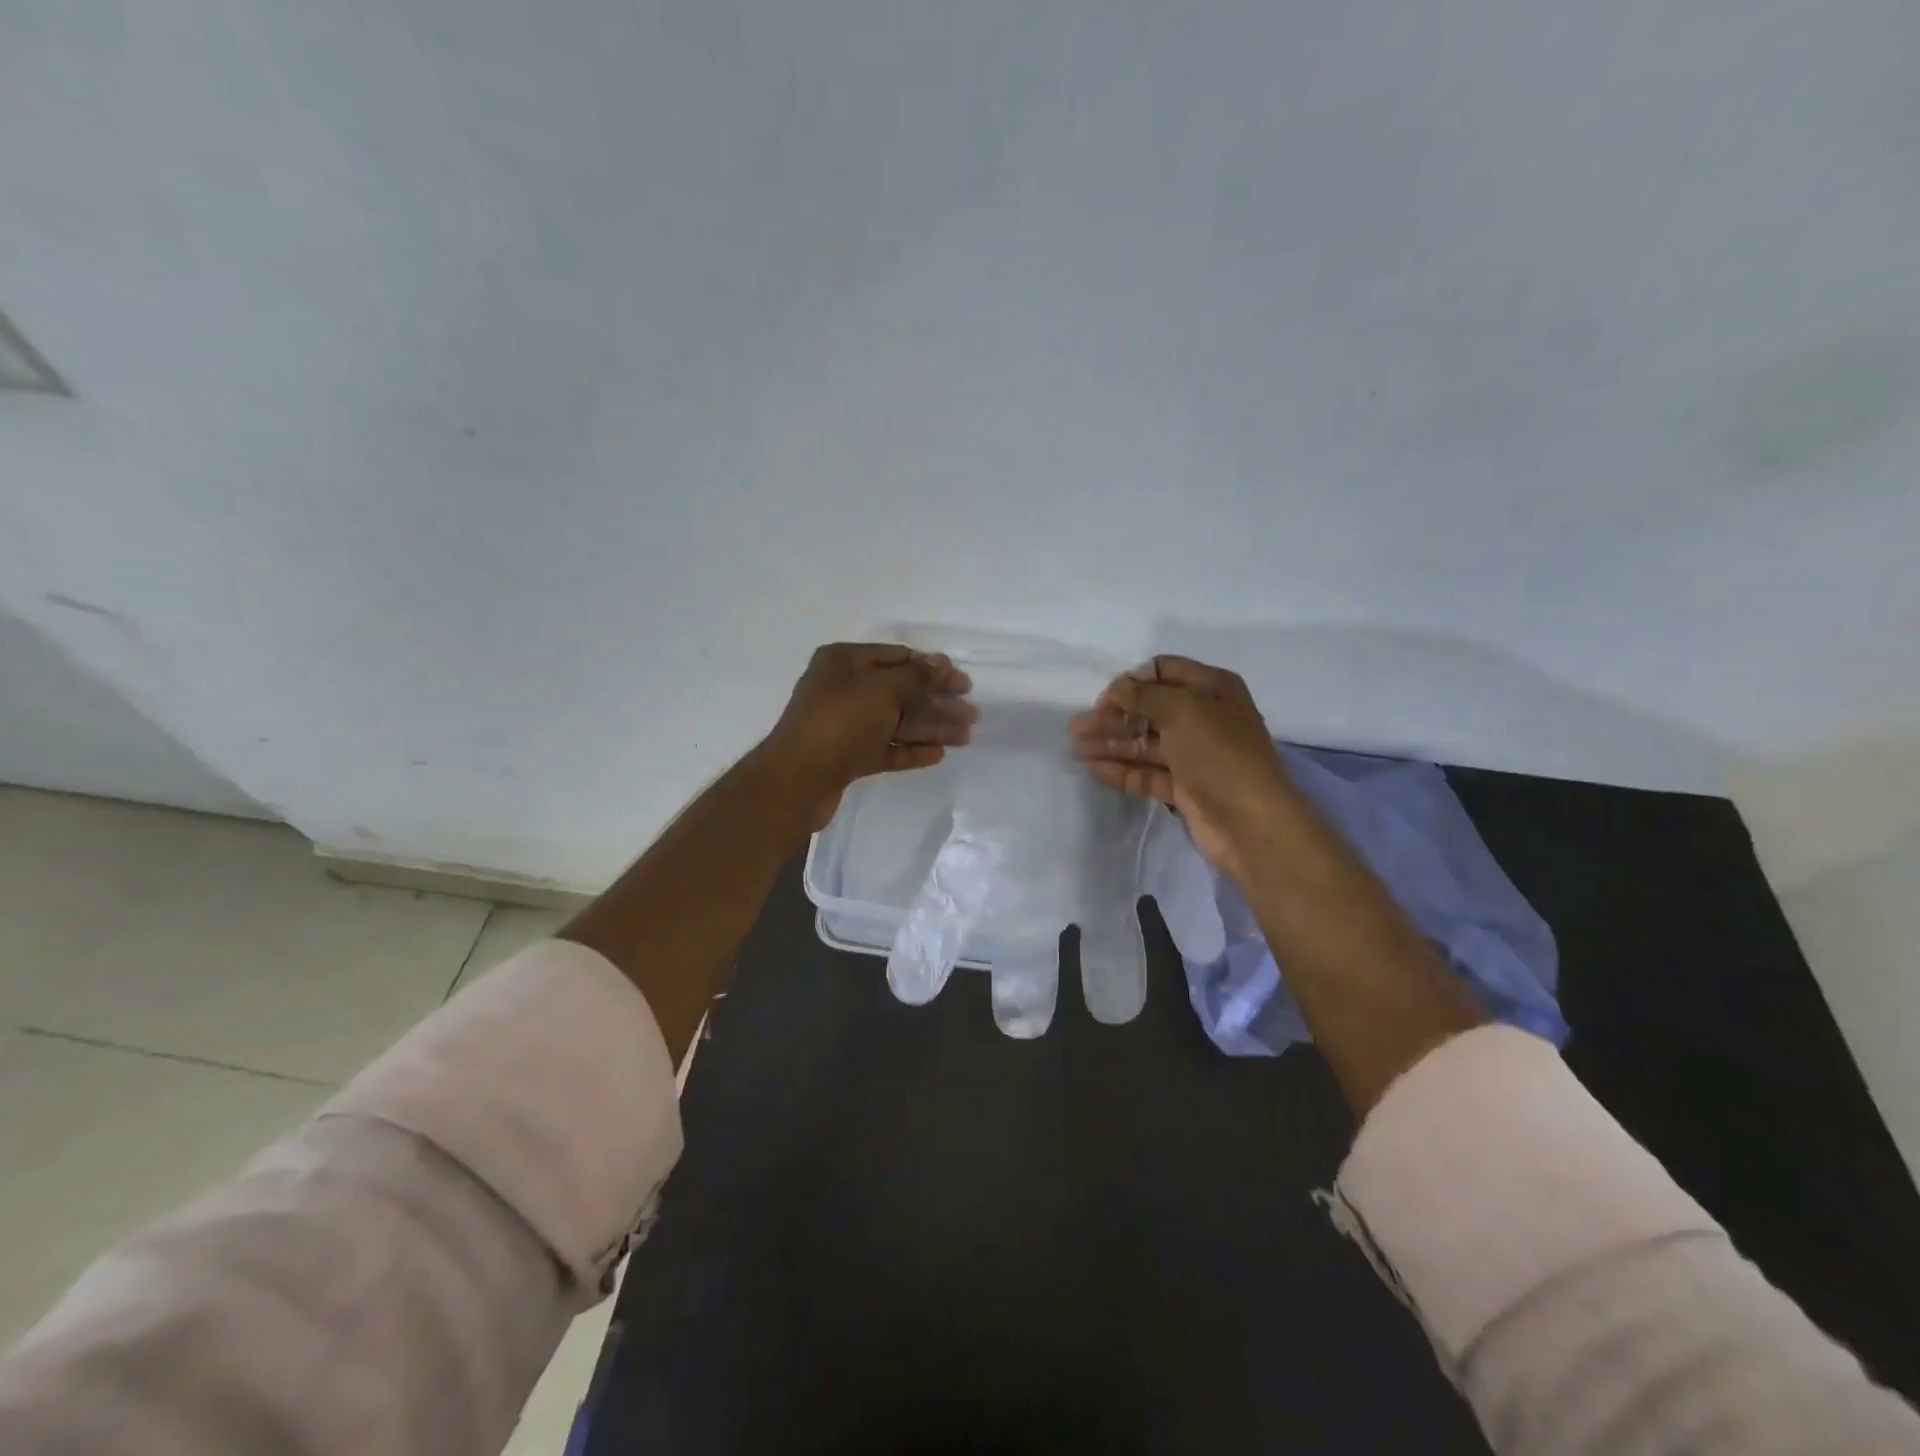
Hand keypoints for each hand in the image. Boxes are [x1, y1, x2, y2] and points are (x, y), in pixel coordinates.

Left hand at [763, 643, 976, 829]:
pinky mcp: (847, 757)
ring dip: (931, 727)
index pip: (897, 657)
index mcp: (844, 662)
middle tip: (972, 713)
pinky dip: (911, 750)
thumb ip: (917, 676)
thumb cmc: (839, 723)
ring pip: (896, 722)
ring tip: (965, 737)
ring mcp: (844, 725)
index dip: (932, 667)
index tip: (963, 682)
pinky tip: (938, 754)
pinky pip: (885, 748)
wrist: (797, 780)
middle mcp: (843, 689)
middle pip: (900, 691)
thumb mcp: (882, 690)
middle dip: (937, 701)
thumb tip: (942, 663)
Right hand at [1070, 655, 1292, 881]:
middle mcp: (1204, 718)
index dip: (1131, 681)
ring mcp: (1194, 755)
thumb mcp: (1182, 710)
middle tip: (1077, 727)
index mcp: (1212, 689)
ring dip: (1111, 743)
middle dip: (1114, 715)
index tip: (1103, 699)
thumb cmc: (1219, 754)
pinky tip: (1094, 769)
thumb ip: (1144, 695)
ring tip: (1076, 748)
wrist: (1251, 822)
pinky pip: (1147, 773)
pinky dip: (1122, 769)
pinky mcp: (1184, 788)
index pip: (1163, 671)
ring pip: (1145, 743)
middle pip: (1149, 709)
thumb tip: (1118, 688)